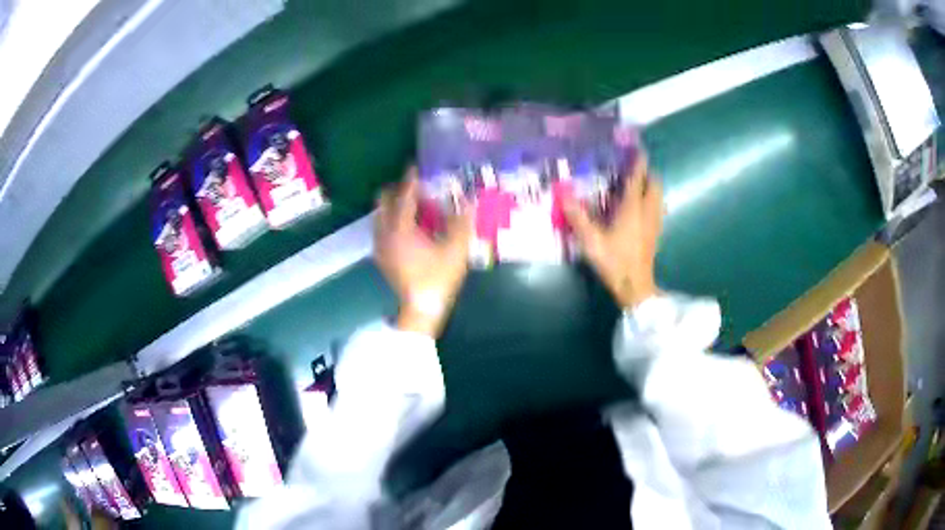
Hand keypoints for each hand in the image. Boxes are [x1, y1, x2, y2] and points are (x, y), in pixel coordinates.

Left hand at [374, 168, 473, 336]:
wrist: (421, 308)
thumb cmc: (438, 278)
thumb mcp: (456, 250)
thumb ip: (462, 223)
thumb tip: (469, 201)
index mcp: (401, 229)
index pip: (404, 196)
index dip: (411, 180)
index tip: (416, 167)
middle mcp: (385, 233)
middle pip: (383, 201)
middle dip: (398, 191)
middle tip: (417, 190)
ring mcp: (380, 245)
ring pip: (381, 215)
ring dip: (395, 206)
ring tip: (416, 209)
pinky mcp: (381, 256)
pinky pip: (382, 228)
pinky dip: (392, 221)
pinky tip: (410, 229)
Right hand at [563, 156, 661, 308]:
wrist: (635, 286)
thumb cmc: (614, 261)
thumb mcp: (591, 239)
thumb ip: (577, 215)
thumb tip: (563, 192)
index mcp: (632, 208)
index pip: (638, 178)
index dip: (638, 162)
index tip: (637, 149)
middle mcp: (647, 211)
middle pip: (655, 184)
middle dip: (647, 174)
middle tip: (634, 172)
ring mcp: (654, 223)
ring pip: (659, 197)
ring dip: (651, 188)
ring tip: (638, 188)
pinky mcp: (656, 234)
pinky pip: (658, 210)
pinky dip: (652, 203)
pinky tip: (641, 211)